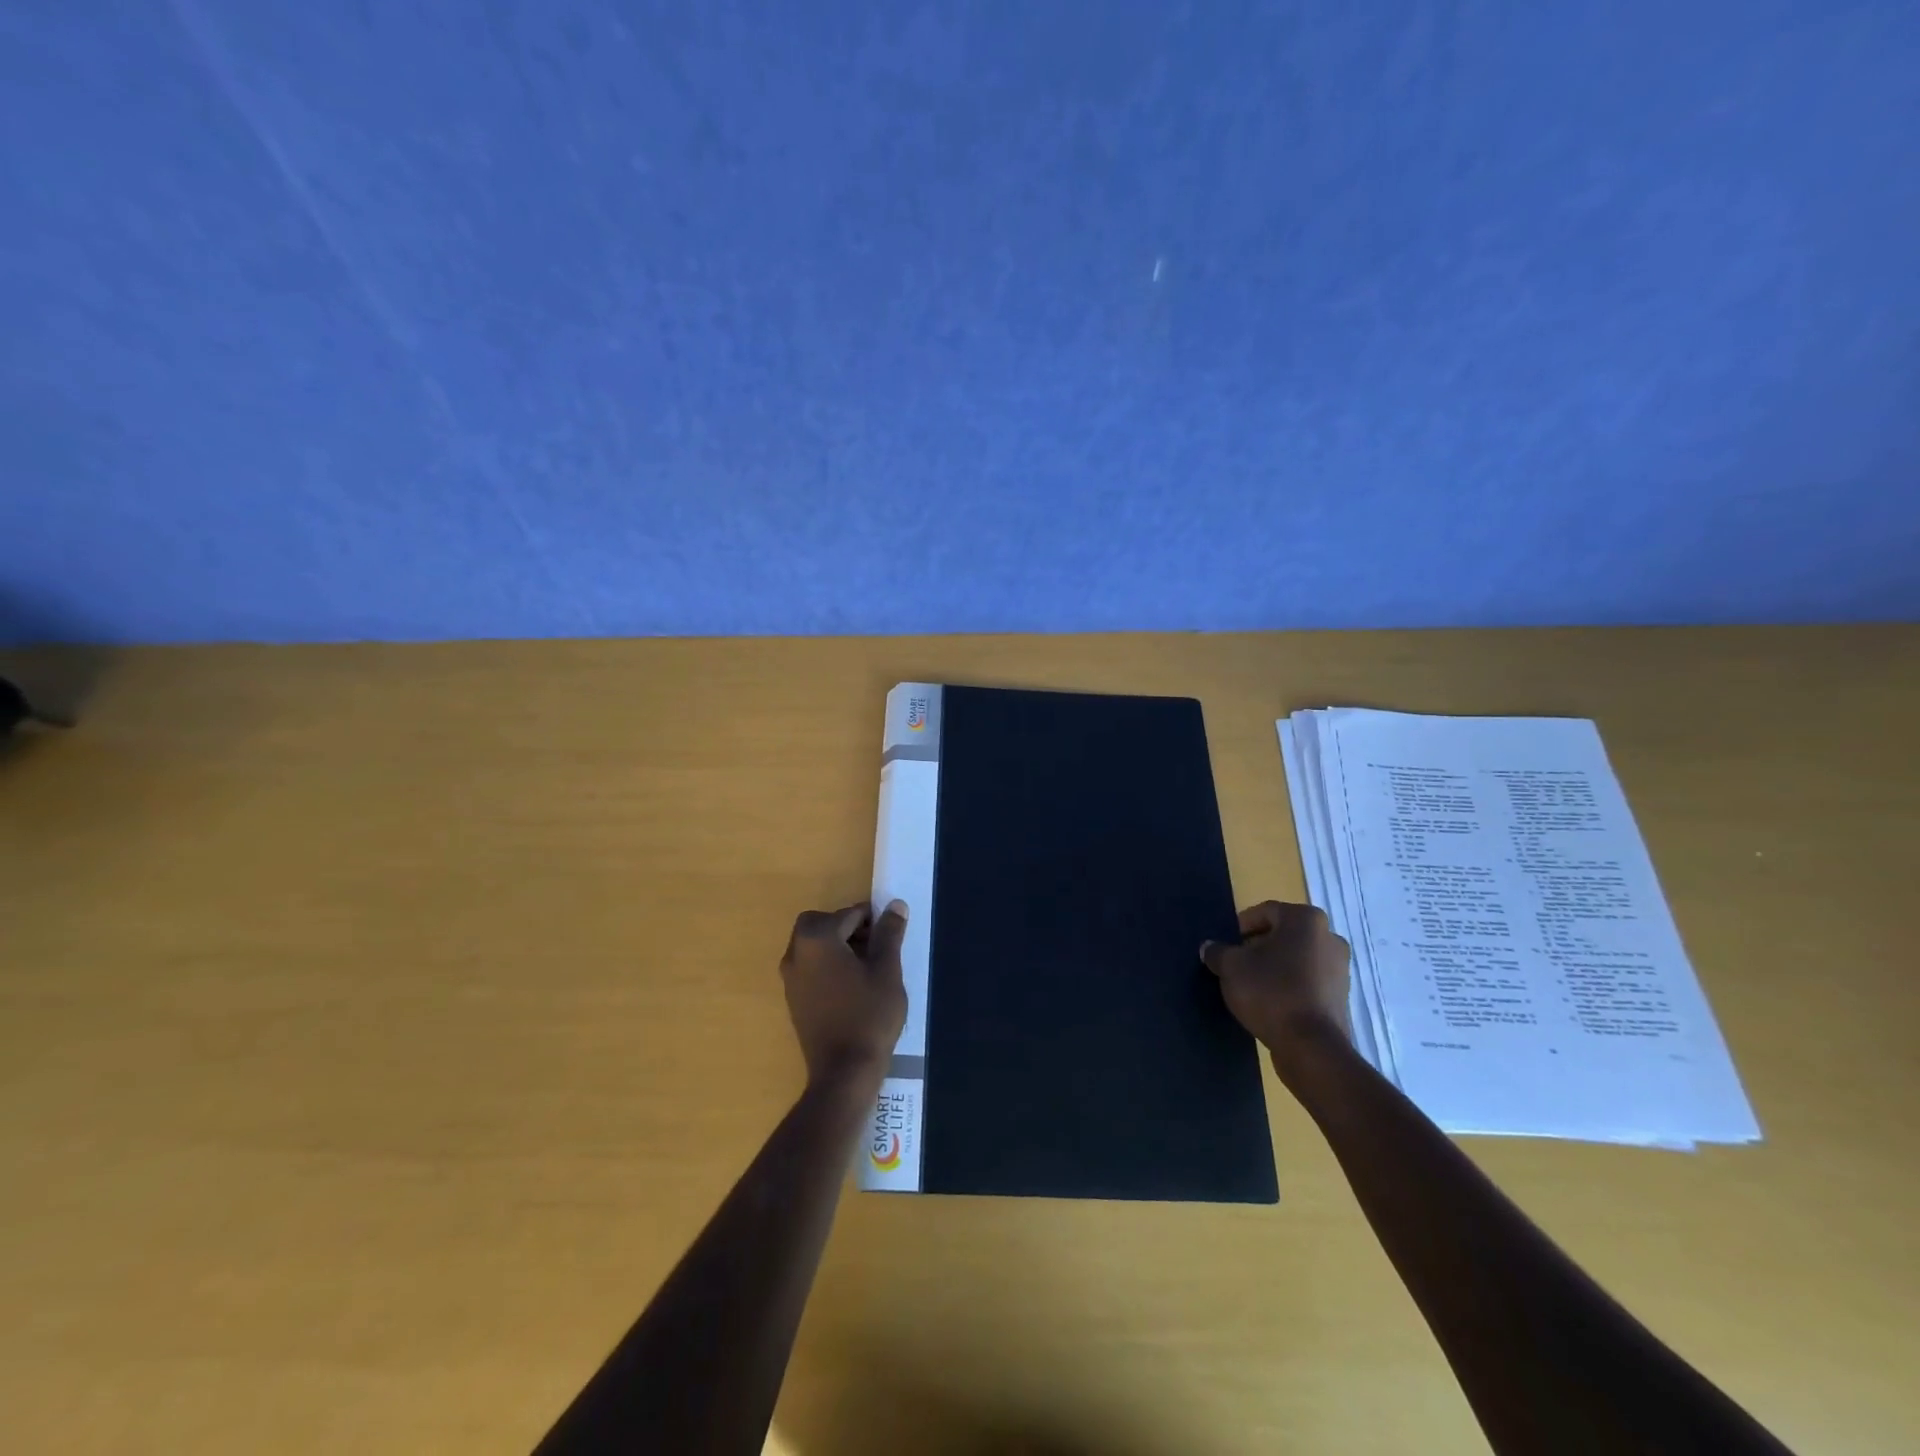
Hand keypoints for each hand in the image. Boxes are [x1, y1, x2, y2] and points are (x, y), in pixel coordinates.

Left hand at [780, 900, 909, 1090]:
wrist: (844, 1072)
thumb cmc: (869, 1016)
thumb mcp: (887, 971)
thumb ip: (889, 934)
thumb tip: (895, 905)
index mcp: (818, 939)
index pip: (848, 914)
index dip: (872, 920)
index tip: (889, 936)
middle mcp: (796, 952)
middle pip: (821, 923)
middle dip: (848, 928)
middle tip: (875, 947)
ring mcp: (790, 977)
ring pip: (813, 945)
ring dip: (837, 945)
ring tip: (867, 968)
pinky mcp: (792, 998)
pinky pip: (809, 966)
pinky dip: (827, 964)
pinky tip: (851, 987)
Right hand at [1200, 901, 1351, 1072]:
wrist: (1311, 1047)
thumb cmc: (1270, 992)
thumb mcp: (1230, 967)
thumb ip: (1217, 951)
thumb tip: (1210, 948)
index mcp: (1305, 920)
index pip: (1265, 911)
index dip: (1240, 926)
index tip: (1226, 946)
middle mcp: (1329, 937)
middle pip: (1283, 934)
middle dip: (1257, 946)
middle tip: (1235, 963)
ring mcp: (1340, 968)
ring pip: (1296, 958)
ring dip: (1274, 966)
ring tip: (1250, 985)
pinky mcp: (1341, 996)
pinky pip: (1308, 980)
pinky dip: (1289, 984)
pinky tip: (1270, 1001)